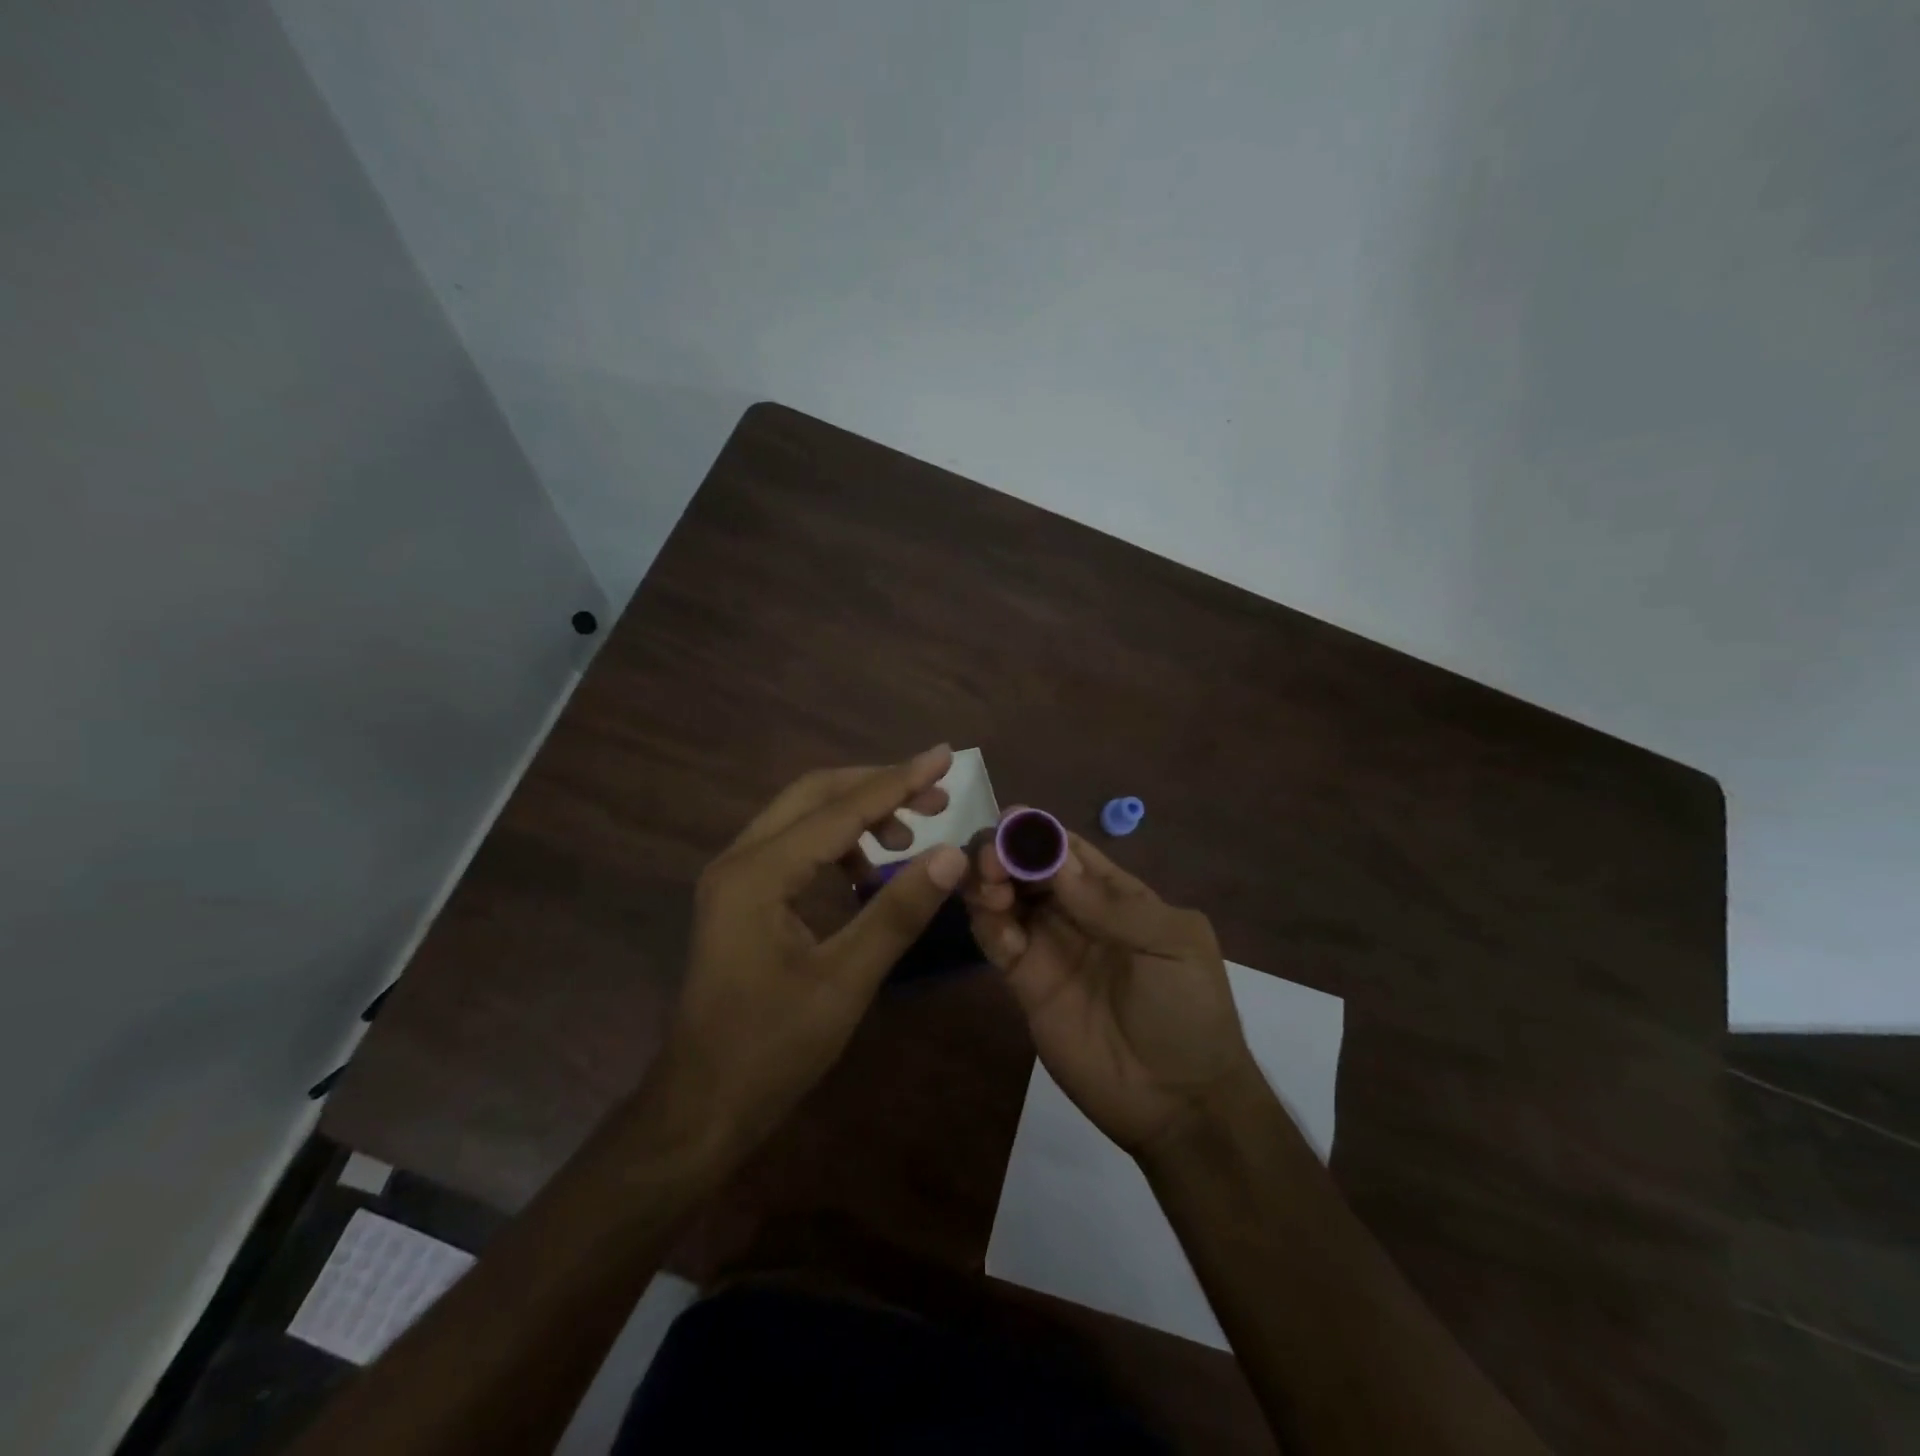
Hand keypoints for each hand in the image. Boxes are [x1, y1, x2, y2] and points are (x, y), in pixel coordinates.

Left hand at [658, 746, 969, 1149]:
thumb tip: (952, 854)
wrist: (701, 1106)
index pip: (841, 809)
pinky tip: (867, 872)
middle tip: (935, 797)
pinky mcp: (741, 898)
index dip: (898, 781)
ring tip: (909, 836)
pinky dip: (837, 844)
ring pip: (802, 817)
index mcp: (758, 873)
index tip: (944, 756)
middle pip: (814, 794)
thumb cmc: (771, 1049)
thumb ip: (897, 912)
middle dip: (877, 787)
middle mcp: (739, 860)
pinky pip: (794, 848)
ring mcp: (735, 878)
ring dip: (857, 814)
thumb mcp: (844, 981)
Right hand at [965, 831, 1259, 1154]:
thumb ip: (1115, 905)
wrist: (1180, 1102)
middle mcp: (1075, 914)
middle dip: (1005, 854)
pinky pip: (997, 944)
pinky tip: (996, 925)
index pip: (1069, 850)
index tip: (1010, 819)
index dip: (1039, 832)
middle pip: (1028, 869)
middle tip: (990, 859)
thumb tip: (1057, 862)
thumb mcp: (1173, 944)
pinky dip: (987, 926)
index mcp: (1115, 895)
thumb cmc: (1190, 1011)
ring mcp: (1048, 948)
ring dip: (989, 884)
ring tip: (990, 889)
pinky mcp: (1026, 985)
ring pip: (1005, 900)